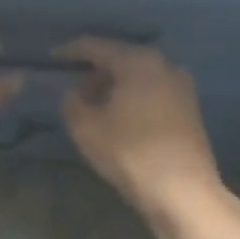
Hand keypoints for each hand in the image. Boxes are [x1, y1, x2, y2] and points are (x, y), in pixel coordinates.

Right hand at [56, 38, 223, 220]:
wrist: (183, 192)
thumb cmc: (130, 154)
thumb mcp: (86, 128)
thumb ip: (71, 101)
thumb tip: (72, 90)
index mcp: (137, 61)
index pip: (95, 46)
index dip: (69, 51)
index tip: (50, 58)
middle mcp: (163, 64)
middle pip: (120, 57)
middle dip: (93, 70)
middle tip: (70, 85)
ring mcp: (181, 85)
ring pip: (138, 75)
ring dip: (113, 84)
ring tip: (92, 103)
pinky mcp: (189, 107)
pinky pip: (152, 90)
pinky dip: (132, 95)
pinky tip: (118, 115)